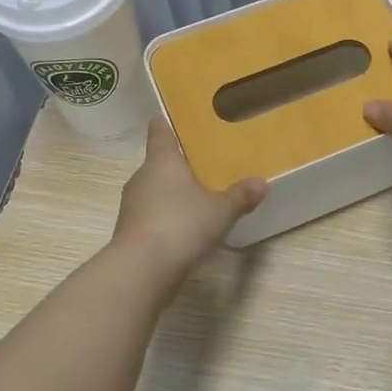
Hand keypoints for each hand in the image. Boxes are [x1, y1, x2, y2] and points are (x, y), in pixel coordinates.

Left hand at [112, 119, 266, 279]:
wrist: (141, 270)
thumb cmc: (181, 225)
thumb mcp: (221, 211)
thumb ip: (240, 196)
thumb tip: (261, 182)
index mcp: (162, 161)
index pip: (159, 130)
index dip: (167, 123)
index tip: (177, 120)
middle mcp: (142, 177)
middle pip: (158, 162)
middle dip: (178, 164)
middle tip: (204, 165)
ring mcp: (131, 206)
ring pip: (154, 191)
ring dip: (172, 194)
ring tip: (198, 199)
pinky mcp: (130, 232)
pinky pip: (151, 216)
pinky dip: (166, 218)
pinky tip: (186, 229)